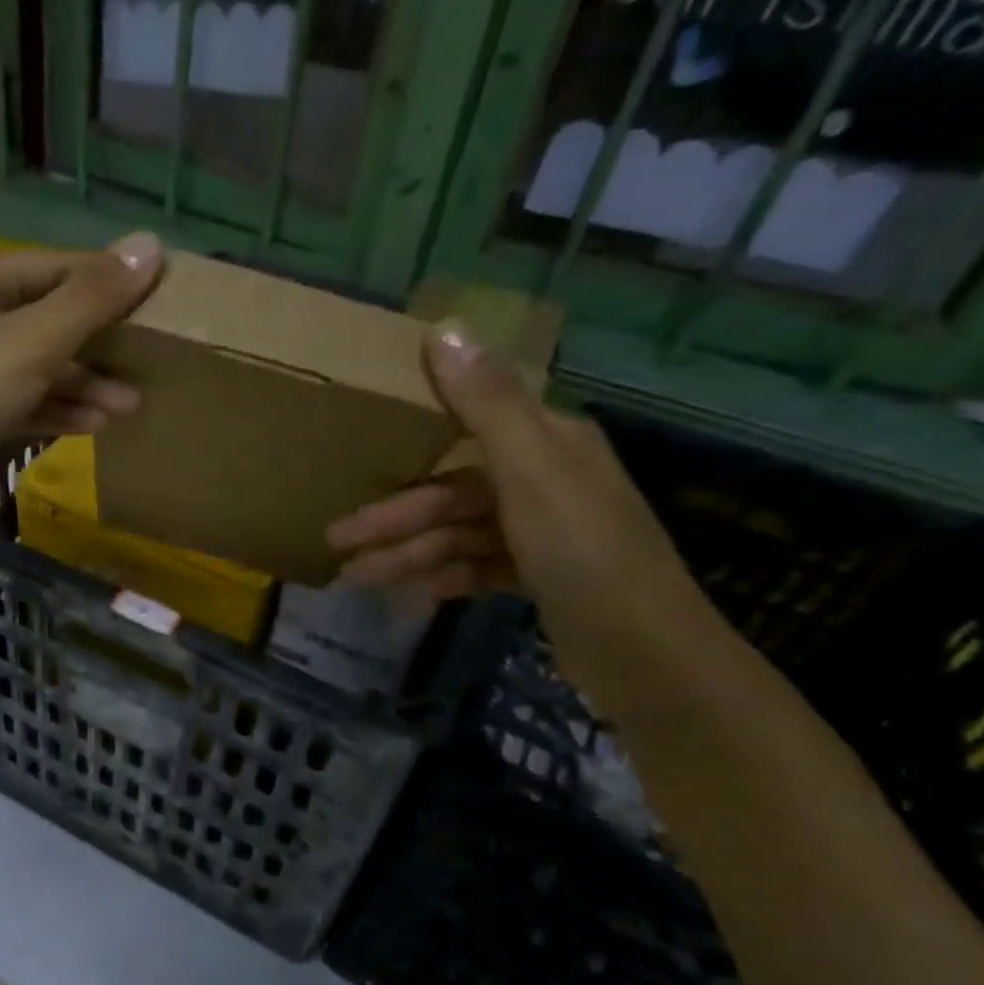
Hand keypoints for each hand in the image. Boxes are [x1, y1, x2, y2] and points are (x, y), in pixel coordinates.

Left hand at [0, 234, 162, 519]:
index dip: (113, 283)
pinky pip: (22, 398)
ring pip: (39, 365)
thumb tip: (150, 244)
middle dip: (102, 346)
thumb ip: (92, 299)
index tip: (160, 305)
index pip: (63, 268)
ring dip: (84, 384)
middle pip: (52, 319)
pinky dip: (56, 409)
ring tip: (131, 407)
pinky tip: (93, 425)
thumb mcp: (33, 342)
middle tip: (150, 367)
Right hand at [326, 324, 716, 712]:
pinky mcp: (543, 579)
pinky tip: (410, 599)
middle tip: (335, 542)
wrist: (648, 657)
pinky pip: (477, 568)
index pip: (463, 432)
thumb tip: (444, 327)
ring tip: (356, 581)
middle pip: (452, 494)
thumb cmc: (584, 555)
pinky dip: (444, 580)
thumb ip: (486, 404)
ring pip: (459, 536)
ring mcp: (545, 534)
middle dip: (392, 520)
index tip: (356, 459)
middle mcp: (547, 481)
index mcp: (549, 445)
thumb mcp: (531, 473)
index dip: (406, 444)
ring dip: (408, 556)